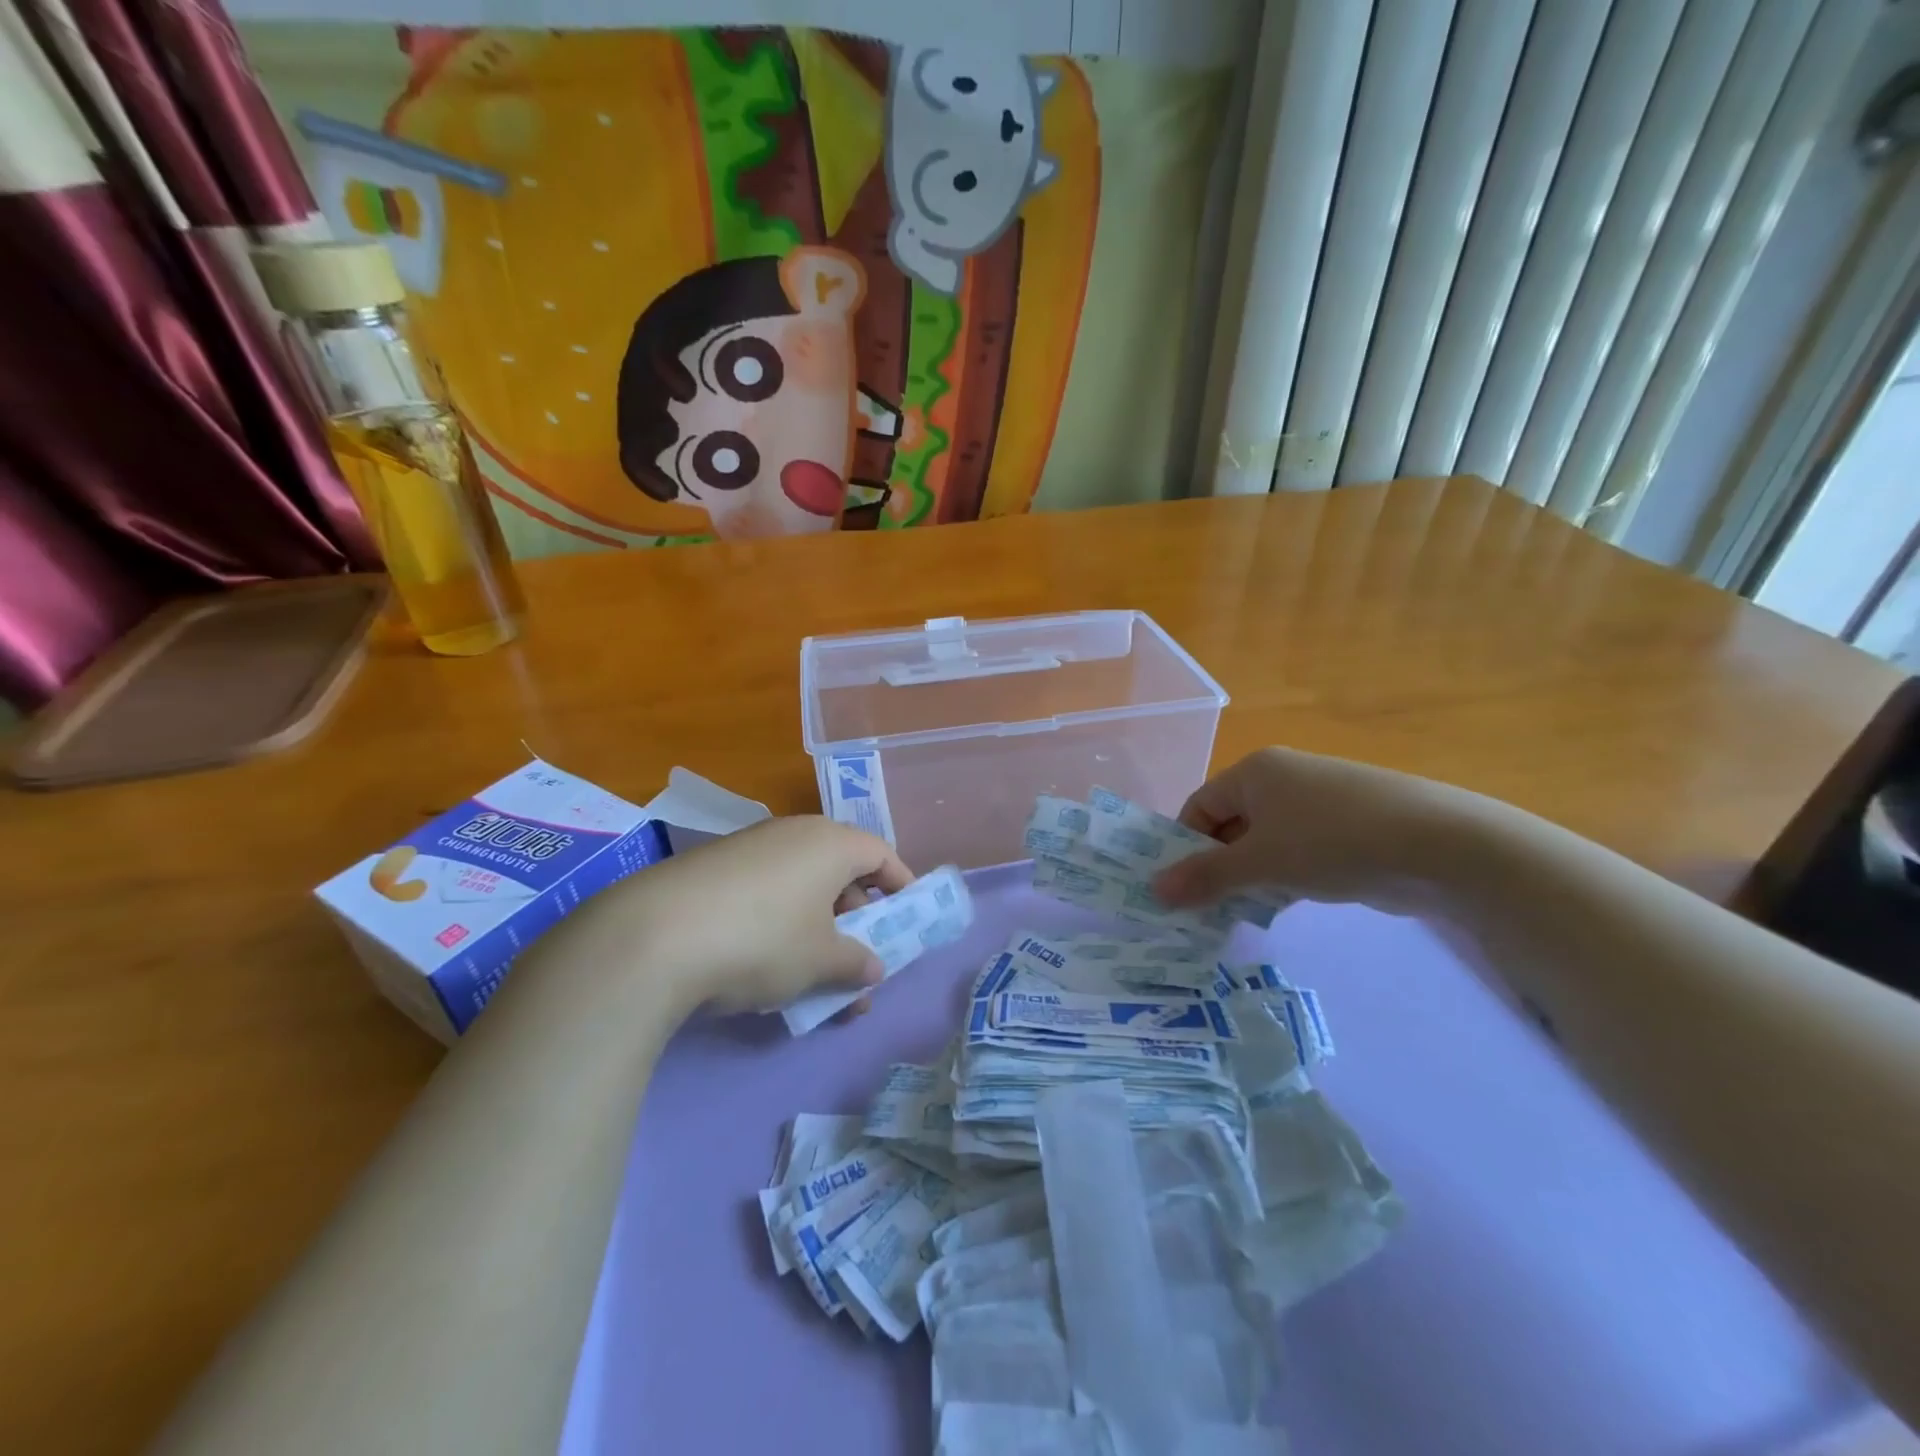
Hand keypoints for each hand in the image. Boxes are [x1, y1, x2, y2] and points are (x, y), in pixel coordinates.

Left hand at [617, 816, 912, 1014]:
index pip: (880, 854)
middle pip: (841, 868)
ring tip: (816, 972)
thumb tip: (873, 968)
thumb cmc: (763, 940)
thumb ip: (855, 963)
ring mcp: (750, 846)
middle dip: (857, 915)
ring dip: (818, 924)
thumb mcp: (821, 960)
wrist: (654, 936)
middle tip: (861, 954)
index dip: (900, 885)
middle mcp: (793, 833)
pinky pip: (767, 888)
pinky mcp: (713, 867)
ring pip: (802, 883)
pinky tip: (768, 960)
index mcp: (830, 843)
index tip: (908, 916)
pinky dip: (781, 919)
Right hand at [1152, 747, 1474, 912]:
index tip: (1179, 889)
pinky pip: (1297, 853)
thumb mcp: (1261, 862)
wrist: (1440, 846)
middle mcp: (1283, 779)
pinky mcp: (1346, 830)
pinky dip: (1283, 878)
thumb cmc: (1332, 841)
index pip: (1200, 806)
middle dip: (1216, 867)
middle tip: (1205, 908)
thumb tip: (1154, 890)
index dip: (1184, 846)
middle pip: (1230, 825)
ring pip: (1264, 843)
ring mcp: (1318, 804)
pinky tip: (1281, 907)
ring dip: (1249, 878)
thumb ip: (1205, 877)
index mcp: (1255, 771)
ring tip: (1239, 914)